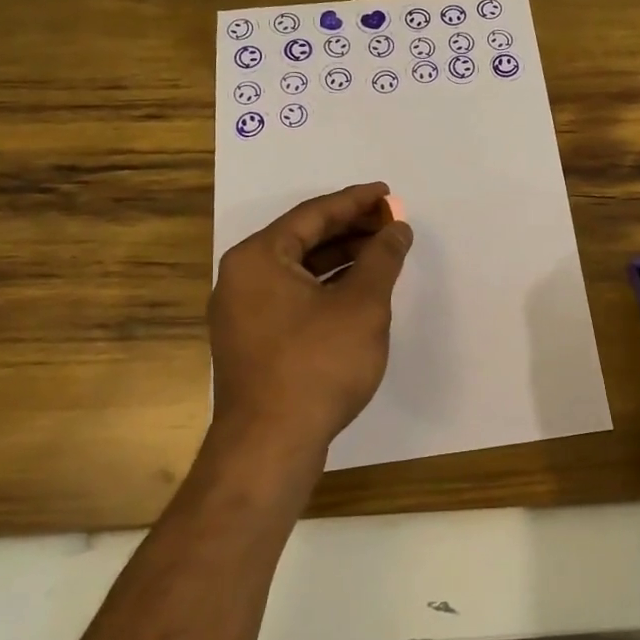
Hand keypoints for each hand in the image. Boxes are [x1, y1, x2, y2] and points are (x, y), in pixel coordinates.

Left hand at [208, 182, 412, 472]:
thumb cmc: (317, 365)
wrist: (270, 446)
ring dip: (340, 258)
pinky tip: (358, 291)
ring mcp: (243, 312)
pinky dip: (326, 287)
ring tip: (382, 253)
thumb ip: (382, 259)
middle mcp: (242, 278)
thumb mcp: (362, 305)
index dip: (355, 201)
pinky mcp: (253, 341)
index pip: (312, 214)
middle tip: (390, 221)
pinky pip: (293, 296)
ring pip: (299, 270)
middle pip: (303, 238)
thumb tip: (397, 228)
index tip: (386, 192)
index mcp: (259, 258)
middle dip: (350, 229)